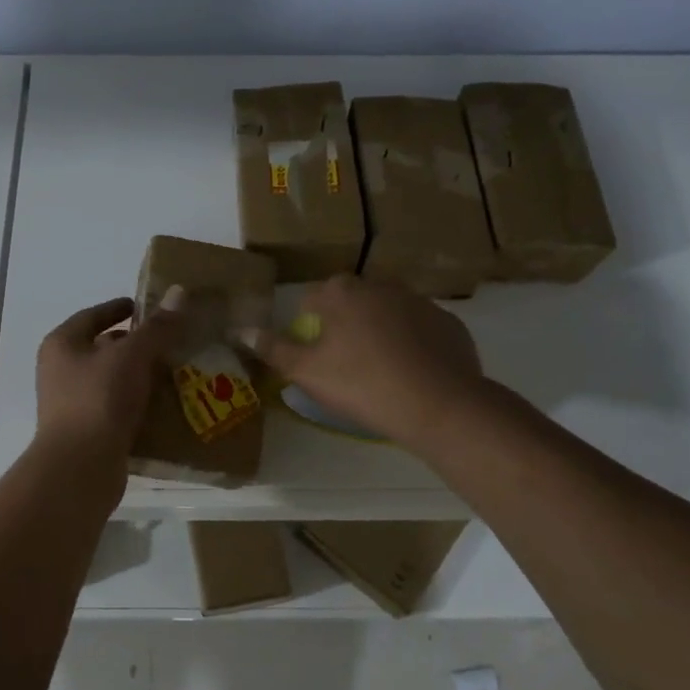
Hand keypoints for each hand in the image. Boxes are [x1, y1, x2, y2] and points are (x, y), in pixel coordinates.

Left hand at [35, 295, 180, 457]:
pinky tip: (165, 404)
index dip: (118, 309)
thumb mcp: (132, 356)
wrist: (80, 468)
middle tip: (170, 340)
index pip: (92, 316)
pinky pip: (116, 408)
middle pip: (101, 349)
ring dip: (139, 376)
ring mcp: (71, 404)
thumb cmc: (99, 399)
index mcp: (61, 345)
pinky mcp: (87, 433)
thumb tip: (180, 293)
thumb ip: (157, 327)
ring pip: (111, 380)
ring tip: (175, 370)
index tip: (145, 307)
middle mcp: (60, 372)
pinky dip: (138, 404)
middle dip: (135, 344)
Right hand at [246, 275, 487, 452]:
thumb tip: (241, 329)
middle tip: (345, 363)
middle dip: (344, 324)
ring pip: (387, 312)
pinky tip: (413, 372)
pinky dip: (413, 343)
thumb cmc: (363, 385)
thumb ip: (273, 348)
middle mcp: (380, 285)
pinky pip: (420, 328)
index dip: (307, 325)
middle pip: (350, 301)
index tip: (313, 354)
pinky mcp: (449, 322)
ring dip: (379, 330)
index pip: (311, 299)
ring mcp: (419, 301)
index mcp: (342, 293)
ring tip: (380, 370)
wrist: (440, 405)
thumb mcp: (307, 372)